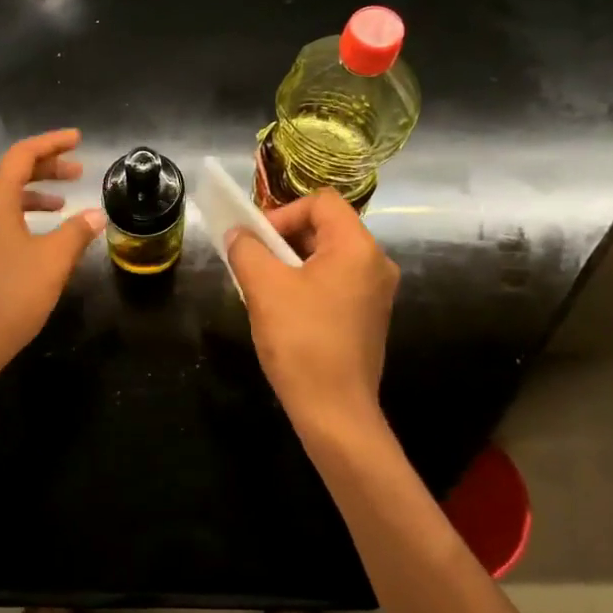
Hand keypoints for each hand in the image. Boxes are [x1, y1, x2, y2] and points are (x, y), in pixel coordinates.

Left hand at [0, 129, 105, 379]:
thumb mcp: (53, 260)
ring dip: (36, 192)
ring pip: (5, 198)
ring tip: (65, 201)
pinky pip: (0, 219)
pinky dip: (25, 214)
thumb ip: (77, 231)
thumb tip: (96, 214)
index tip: (77, 139)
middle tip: (78, 169)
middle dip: (46, 167)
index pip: (21, 156)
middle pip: (11, 173)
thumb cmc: (12, 295)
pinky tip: (44, 233)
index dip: (51, 143)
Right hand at [226, 190, 398, 428]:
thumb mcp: (264, 288)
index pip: (320, 202)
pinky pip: (333, 283)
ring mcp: (375, 293)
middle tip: (253, 263)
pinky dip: (305, 285)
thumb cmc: (301, 341)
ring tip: (262, 288)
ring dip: (290, 264)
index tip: (256, 242)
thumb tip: (238, 234)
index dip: (283, 213)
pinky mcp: (368, 317)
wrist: (334, 410)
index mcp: (357, 248)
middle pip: (325, 228)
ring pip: (326, 258)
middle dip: (283, 239)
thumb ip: (247, 250)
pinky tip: (282, 311)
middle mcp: (375, 263)